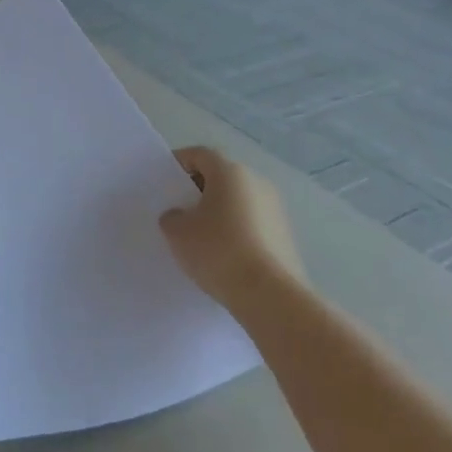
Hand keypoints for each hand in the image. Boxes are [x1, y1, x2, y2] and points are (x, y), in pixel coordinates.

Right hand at [160, 146, 303, 310]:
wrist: (271, 297)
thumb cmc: (219, 251)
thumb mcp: (178, 233)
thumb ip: (172, 217)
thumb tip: (180, 216)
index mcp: (230, 172)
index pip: (199, 154)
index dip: (179, 163)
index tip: (165, 183)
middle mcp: (257, 182)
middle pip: (221, 177)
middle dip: (199, 190)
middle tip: (180, 212)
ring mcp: (276, 210)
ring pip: (239, 202)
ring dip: (220, 213)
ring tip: (202, 239)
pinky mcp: (286, 237)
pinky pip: (253, 225)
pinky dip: (237, 233)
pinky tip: (225, 257)